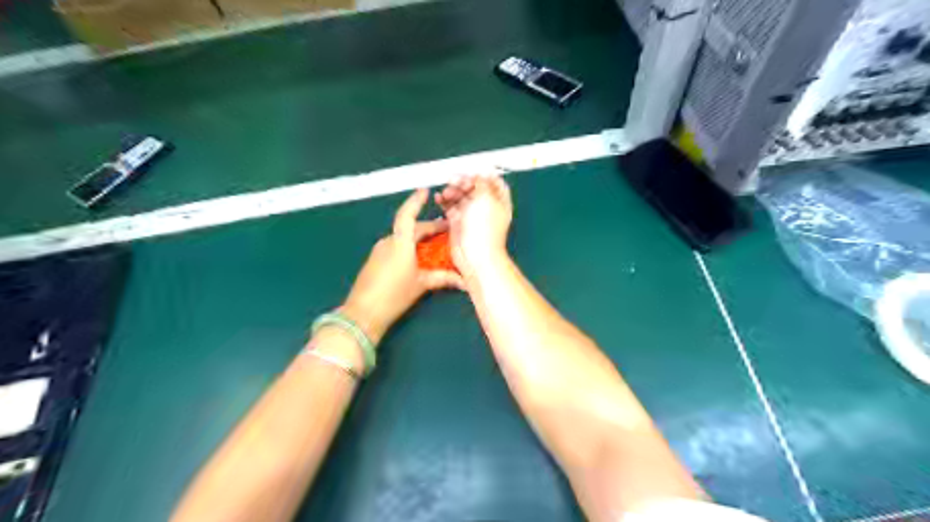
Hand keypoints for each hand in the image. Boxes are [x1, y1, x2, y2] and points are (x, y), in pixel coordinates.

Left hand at [341, 188, 463, 346]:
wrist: (363, 313)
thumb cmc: (393, 295)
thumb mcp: (421, 285)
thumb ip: (442, 278)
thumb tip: (463, 281)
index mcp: (400, 243)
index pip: (407, 215)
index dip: (416, 202)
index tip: (425, 192)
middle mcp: (388, 242)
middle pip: (409, 228)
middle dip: (428, 227)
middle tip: (445, 230)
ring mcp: (379, 251)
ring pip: (402, 238)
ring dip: (418, 238)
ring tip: (434, 244)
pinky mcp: (375, 261)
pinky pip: (395, 247)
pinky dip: (408, 247)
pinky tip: (417, 257)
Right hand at [437, 173, 515, 280]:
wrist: (475, 255)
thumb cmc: (485, 230)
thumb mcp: (486, 199)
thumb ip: (482, 183)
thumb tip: (480, 173)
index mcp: (499, 201)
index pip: (493, 182)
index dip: (482, 175)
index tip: (471, 171)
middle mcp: (486, 207)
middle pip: (474, 187)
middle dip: (463, 181)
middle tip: (453, 179)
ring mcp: (471, 215)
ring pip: (460, 196)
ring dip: (452, 191)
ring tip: (446, 192)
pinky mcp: (458, 222)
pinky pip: (450, 207)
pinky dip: (444, 201)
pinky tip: (439, 198)